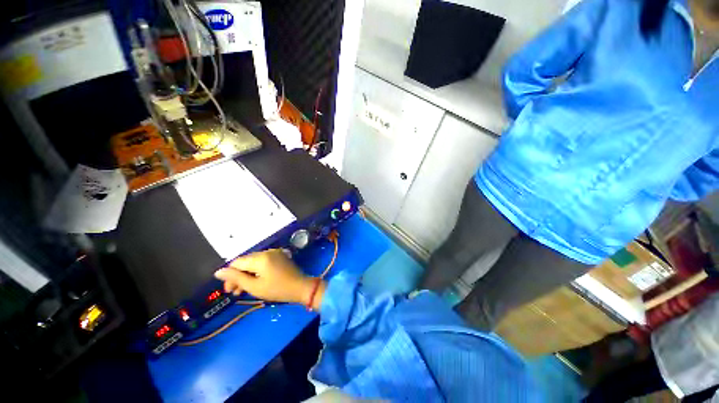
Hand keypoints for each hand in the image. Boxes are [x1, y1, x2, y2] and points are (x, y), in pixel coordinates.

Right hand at [214, 249, 324, 308]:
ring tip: (242, 290)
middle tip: (233, 292)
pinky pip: (262, 263)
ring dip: (246, 275)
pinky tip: (253, 282)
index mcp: (259, 258)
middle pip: (244, 262)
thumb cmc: (278, 290)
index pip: (237, 263)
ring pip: (252, 263)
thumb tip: (218, 272)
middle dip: (237, 276)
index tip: (227, 289)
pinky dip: (256, 272)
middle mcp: (265, 251)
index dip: (229, 275)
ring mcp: (273, 253)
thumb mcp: (255, 287)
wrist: (304, 289)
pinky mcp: (279, 257)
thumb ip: (236, 279)